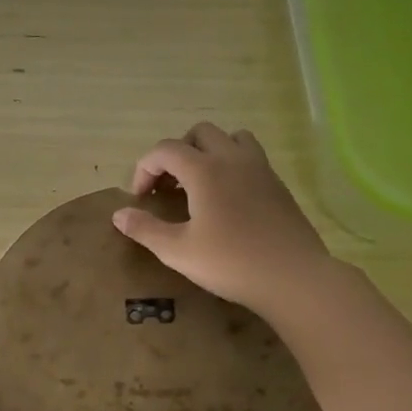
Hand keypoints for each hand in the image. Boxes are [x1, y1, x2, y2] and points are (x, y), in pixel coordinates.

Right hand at [112, 123, 331, 316]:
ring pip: (231, 138)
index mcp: (205, 170)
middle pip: (199, 133)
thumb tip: (119, 215)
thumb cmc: (230, 263)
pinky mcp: (278, 185)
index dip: (144, 168)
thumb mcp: (178, 251)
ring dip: (209, 152)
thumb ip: (145, 229)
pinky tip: (227, 200)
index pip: (165, 150)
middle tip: (168, 186)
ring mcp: (260, 169)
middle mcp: (233, 159)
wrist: (293, 277)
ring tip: (198, 184)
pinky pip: (250, 158)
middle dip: (176, 153)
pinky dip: (231, 166)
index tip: (140, 198)